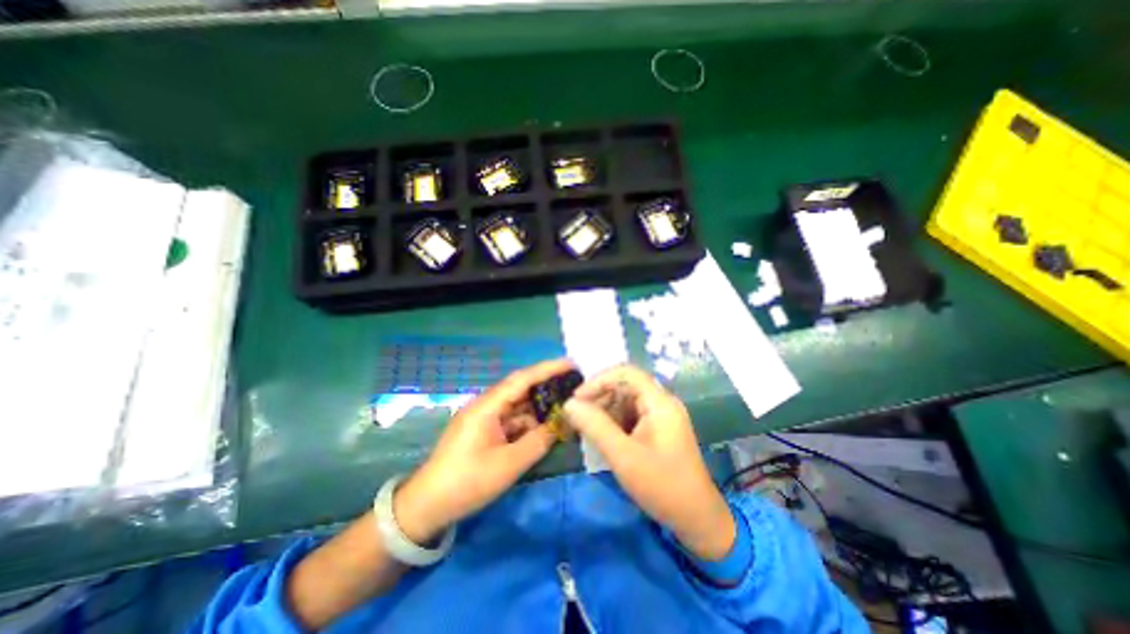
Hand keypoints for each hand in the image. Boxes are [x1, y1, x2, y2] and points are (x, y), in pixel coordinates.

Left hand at [394, 359, 574, 541]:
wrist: (427, 505)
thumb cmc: (467, 482)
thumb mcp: (509, 464)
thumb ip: (539, 441)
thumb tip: (562, 423)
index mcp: (488, 406)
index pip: (522, 379)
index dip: (548, 369)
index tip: (571, 364)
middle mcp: (486, 405)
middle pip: (521, 388)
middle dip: (547, 385)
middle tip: (574, 385)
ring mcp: (485, 417)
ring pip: (518, 405)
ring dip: (539, 406)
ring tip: (565, 406)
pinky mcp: (485, 430)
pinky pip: (512, 419)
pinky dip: (529, 422)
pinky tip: (544, 427)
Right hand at [562, 367, 733, 558]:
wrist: (697, 519)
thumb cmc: (662, 486)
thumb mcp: (623, 456)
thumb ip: (595, 426)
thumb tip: (569, 404)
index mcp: (659, 402)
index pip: (626, 373)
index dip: (598, 380)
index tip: (577, 398)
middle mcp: (661, 403)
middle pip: (625, 386)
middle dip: (599, 398)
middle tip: (578, 417)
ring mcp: (661, 416)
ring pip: (625, 401)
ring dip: (604, 411)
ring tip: (587, 429)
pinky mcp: (658, 429)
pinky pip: (631, 416)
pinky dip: (614, 422)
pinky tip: (603, 437)